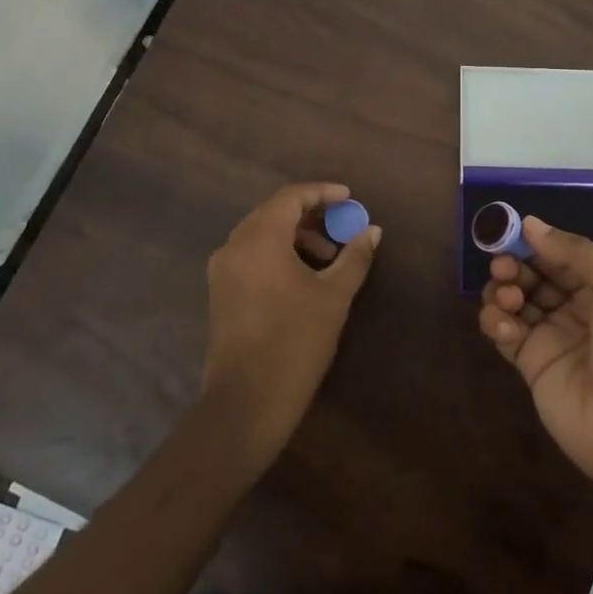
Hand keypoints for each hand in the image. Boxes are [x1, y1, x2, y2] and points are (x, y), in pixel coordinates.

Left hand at [202, 182, 380, 464]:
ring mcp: (222, 270)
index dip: (322, 192)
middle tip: (341, 227)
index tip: (350, 199)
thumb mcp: (334, 296)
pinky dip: (277, 253)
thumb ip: (354, 257)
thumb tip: (372, 231)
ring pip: (260, 234)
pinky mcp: (220, 291)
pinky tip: (301, 276)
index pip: (290, 197)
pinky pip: (250, 255)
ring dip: (294, 236)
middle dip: (310, 215)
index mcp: (260, 239)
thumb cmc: (296, 341)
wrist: (247, 400)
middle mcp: (234, 245)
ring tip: (327, 258)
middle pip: (273, 212)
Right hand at [479, 218, 592, 493]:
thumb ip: (576, 253)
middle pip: (535, 275)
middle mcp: (578, 308)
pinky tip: (505, 327)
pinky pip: (505, 334)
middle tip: (503, 266)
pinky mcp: (531, 365)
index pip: (562, 254)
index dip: (536, 242)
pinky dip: (497, 323)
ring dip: (504, 290)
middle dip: (515, 264)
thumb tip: (531, 223)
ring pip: (516, 301)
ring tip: (508, 298)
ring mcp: (553, 337)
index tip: (509, 230)